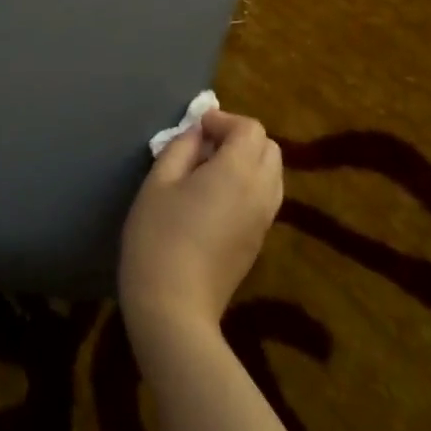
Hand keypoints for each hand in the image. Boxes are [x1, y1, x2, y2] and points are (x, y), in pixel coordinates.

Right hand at [119, 110, 282, 354]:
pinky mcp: (259, 241)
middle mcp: (261, 192)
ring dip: (248, 161)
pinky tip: (216, 198)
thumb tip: (197, 134)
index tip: (196, 129)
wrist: (174, 309)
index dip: (224, 121)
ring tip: (210, 170)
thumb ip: (180, 148)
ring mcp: (264, 220)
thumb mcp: (158, 182)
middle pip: (269, 148)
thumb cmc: (158, 237)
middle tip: (205, 146)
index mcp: (238, 172)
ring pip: (272, 173)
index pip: (250, 129)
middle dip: (241, 138)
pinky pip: (266, 197)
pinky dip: (249, 184)